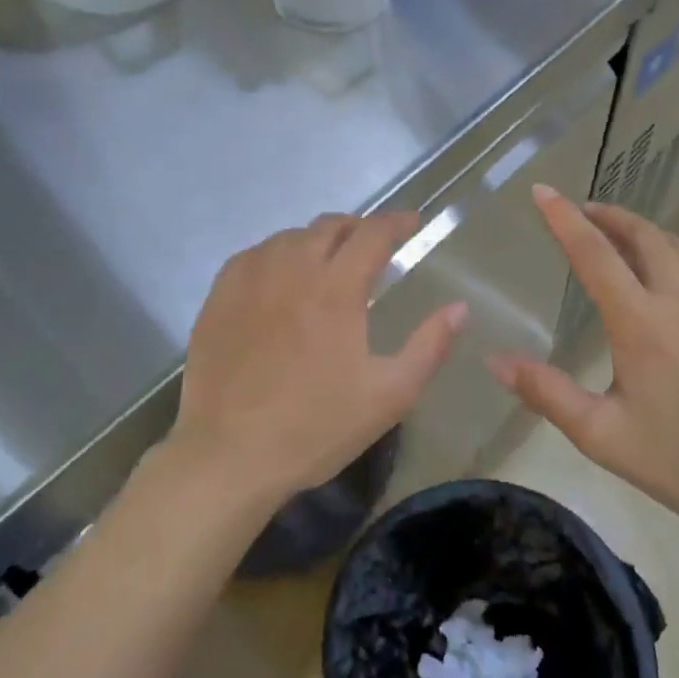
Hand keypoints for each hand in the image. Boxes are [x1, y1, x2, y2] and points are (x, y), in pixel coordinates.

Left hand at [170, 212, 465, 510]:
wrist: (229, 455)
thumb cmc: (316, 427)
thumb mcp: (389, 395)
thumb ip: (429, 346)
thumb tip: (459, 308)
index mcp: (337, 289)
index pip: (372, 234)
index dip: (395, 222)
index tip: (411, 223)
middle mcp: (292, 269)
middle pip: (329, 227)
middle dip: (358, 228)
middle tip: (372, 245)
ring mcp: (250, 280)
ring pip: (289, 237)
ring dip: (317, 240)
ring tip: (328, 260)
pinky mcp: (219, 296)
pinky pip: (253, 255)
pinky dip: (277, 254)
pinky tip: (279, 275)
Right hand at [488, 186, 678, 550]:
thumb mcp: (602, 435)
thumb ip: (546, 393)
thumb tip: (494, 360)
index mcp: (640, 323)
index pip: (594, 254)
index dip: (564, 219)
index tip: (543, 191)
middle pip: (642, 237)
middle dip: (608, 217)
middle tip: (583, 213)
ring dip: (648, 232)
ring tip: (626, 235)